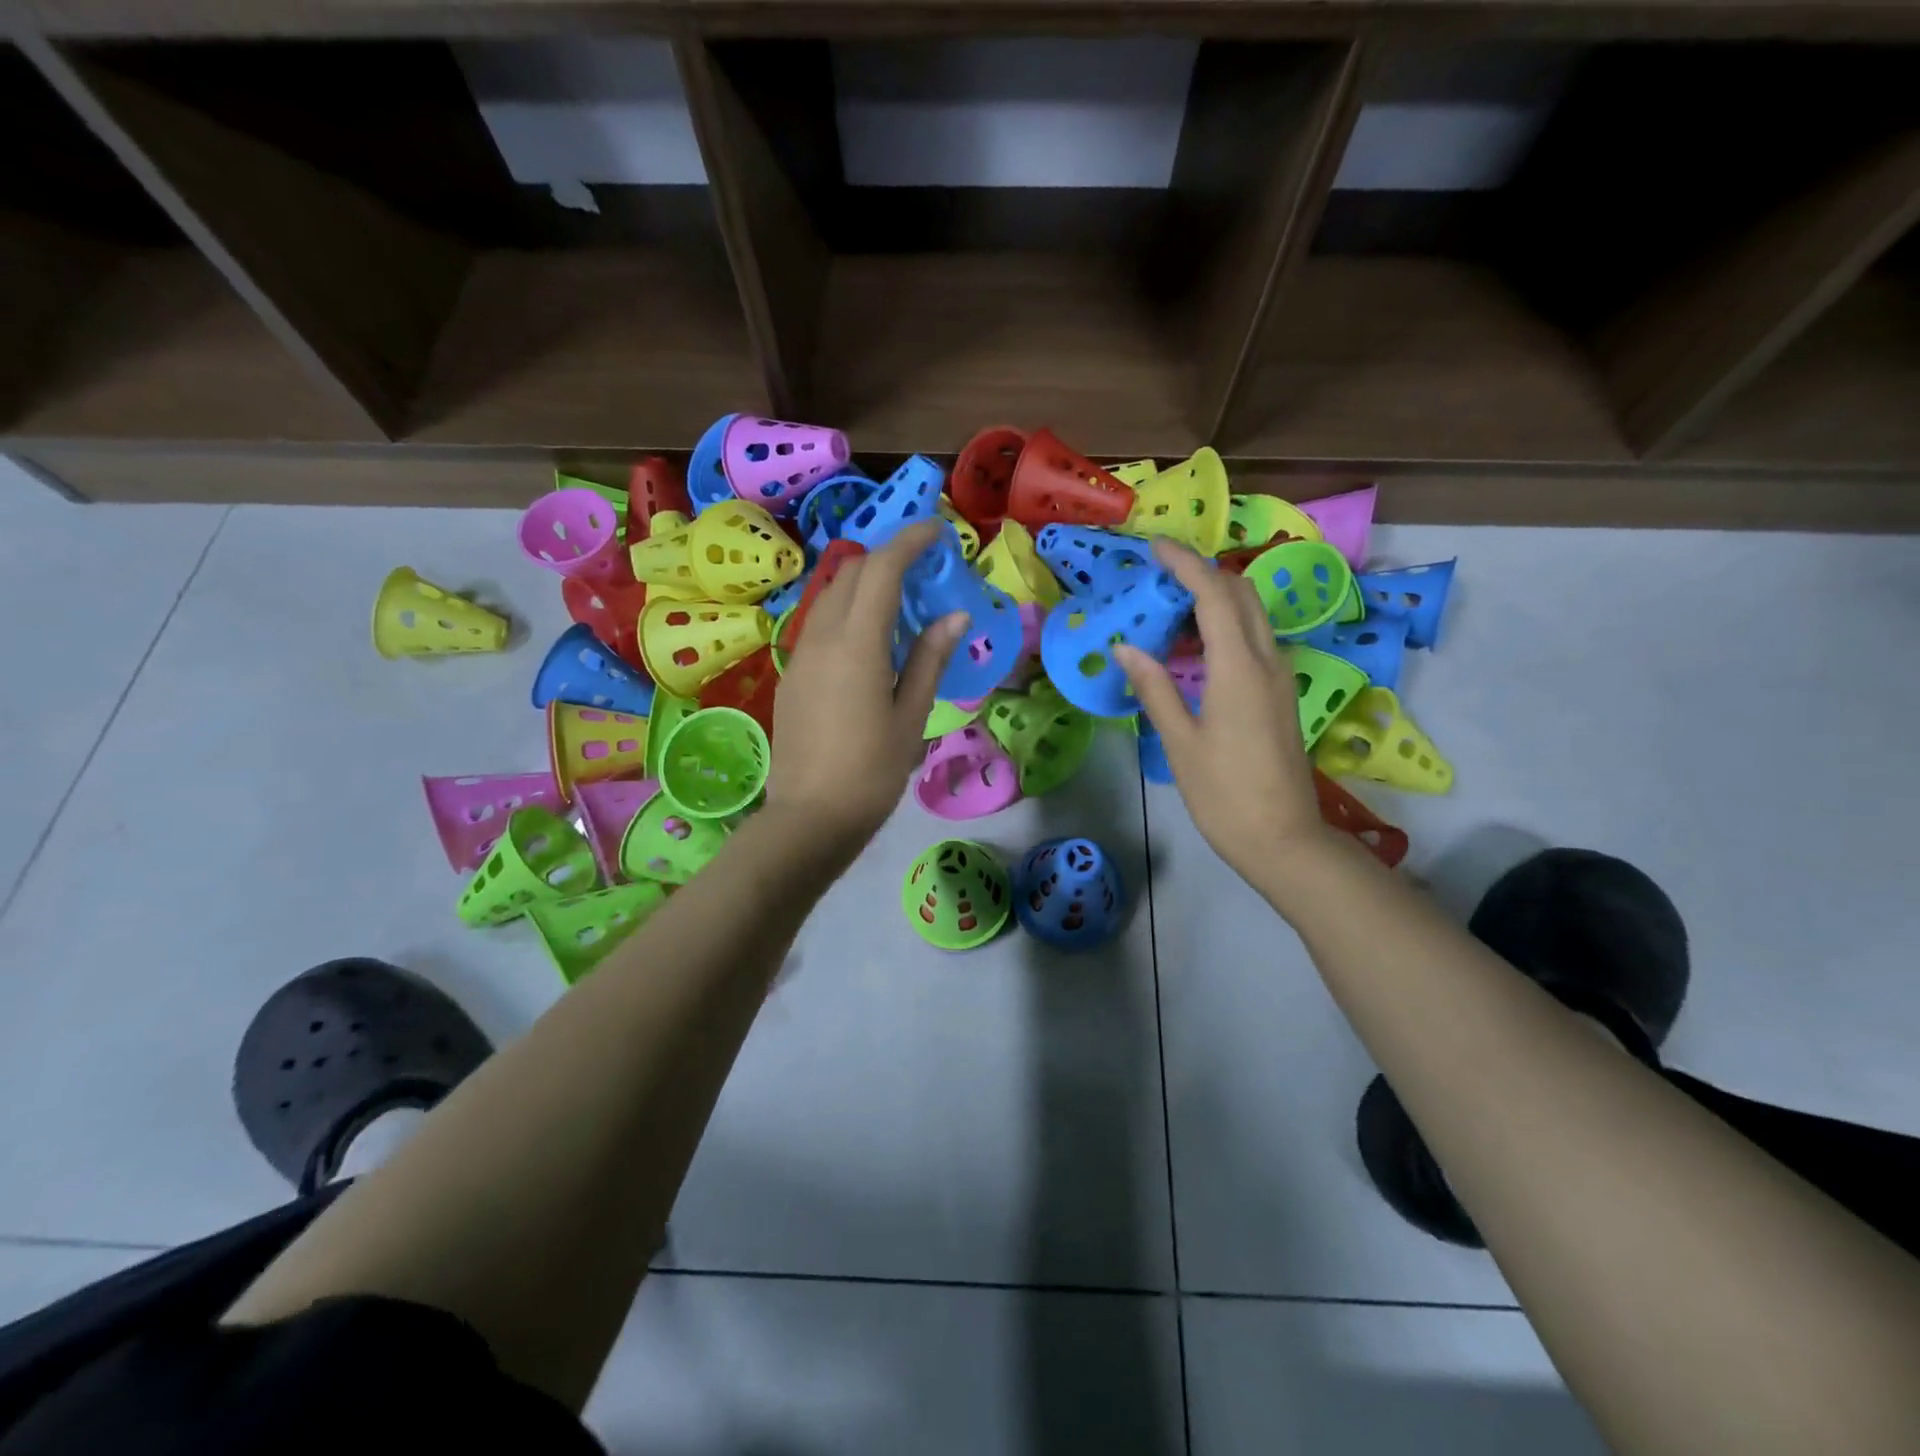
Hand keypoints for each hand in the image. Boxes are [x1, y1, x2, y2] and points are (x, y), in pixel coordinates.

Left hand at [769, 520, 962, 847]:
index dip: (909, 541)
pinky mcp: (792, 675)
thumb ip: (929, 659)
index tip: (937, 532)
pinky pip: (820, 623)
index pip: (882, 570)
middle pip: (852, 573)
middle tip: (924, 568)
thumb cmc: (871, 773)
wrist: (809, 818)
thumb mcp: (910, 717)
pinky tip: (870, 639)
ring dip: (865, 583)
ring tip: (901, 601)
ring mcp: (800, 655)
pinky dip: (848, 611)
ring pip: (831, 596)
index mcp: (857, 644)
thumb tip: (954, 615)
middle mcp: (822, 637)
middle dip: (888, 558)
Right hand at [1115, 540, 1327, 881]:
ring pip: (1252, 615)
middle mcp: (1266, 660)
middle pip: (1241, 594)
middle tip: (1160, 574)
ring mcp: (1280, 676)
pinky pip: (1254, 639)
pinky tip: (1195, 646)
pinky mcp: (1281, 694)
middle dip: (1203, 572)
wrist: (1282, 837)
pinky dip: (1226, 625)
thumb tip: (1126, 646)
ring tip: (1170, 606)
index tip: (1155, 548)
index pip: (1213, 595)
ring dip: (1216, 597)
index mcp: (1238, 668)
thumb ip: (1154, 688)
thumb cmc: (1223, 793)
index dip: (1185, 564)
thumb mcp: (1180, 742)